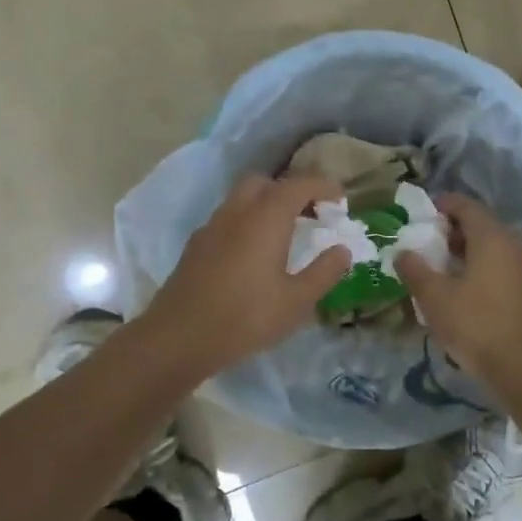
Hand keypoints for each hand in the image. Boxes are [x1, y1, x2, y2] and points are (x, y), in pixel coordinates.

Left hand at [139, 174, 351, 378]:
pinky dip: (247, 221)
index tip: (340, 201)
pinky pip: (228, 218)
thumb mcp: (296, 301)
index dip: (323, 186)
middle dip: (291, 190)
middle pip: (266, 183)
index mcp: (267, 217)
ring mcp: (213, 226)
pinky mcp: (196, 244)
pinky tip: (253, 253)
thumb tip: (342, 250)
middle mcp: (238, 211)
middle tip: (310, 214)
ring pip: (243, 198)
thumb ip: (324, 271)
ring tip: (285, 233)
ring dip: (267, 204)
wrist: (179, 337)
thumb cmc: (246, 317)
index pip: (300, 184)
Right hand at [395, 194, 521, 384]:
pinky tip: (467, 290)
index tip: (423, 214)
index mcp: (492, 237)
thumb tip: (402, 252)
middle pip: (482, 226)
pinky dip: (485, 269)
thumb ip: (415, 269)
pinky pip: (504, 267)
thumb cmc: (476, 324)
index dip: (443, 205)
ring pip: (495, 248)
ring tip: (444, 268)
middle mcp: (514, 244)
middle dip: (454, 231)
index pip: (466, 206)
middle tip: (429, 243)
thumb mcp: (434, 297)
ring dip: (470, 252)